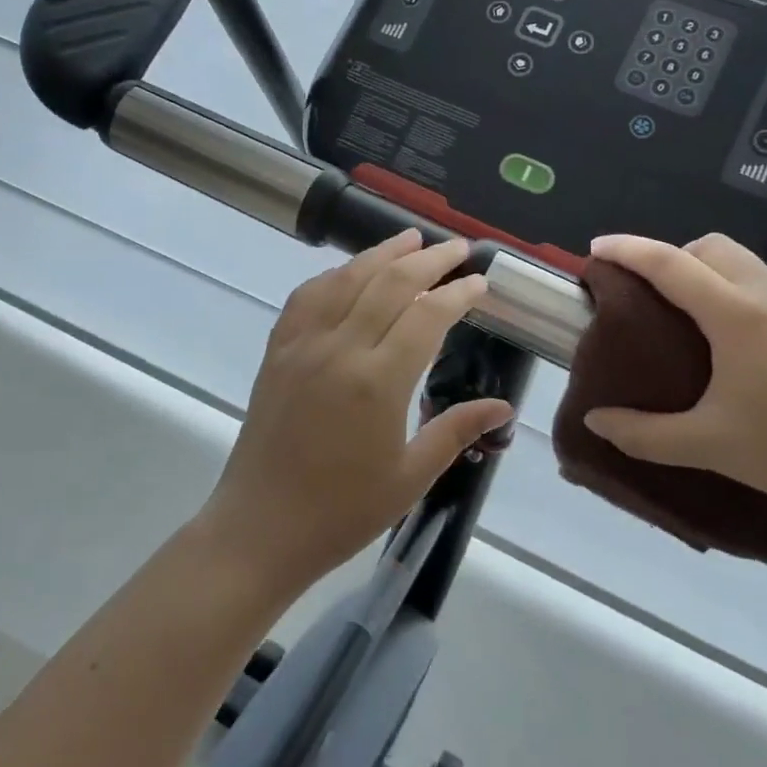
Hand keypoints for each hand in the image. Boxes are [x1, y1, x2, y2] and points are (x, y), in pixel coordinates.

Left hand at [198, 231, 512, 589]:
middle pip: (390, 283)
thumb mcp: (410, 477)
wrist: (261, 528)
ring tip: (410, 238)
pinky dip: (334, 275)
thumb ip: (457, 431)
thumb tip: (504, 408)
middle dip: (429, 260)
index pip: (427, 316)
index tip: (480, 282)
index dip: (458, 294)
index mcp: (378, 382)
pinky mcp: (277, 351)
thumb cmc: (342, 510)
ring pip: (346, 279)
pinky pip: (306, 297)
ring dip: (382, 254)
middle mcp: (340, 350)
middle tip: (458, 248)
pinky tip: (350, 272)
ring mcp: (302, 346)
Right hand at [581, 232, 766, 520]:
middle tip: (649, 295)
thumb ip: (643, 434)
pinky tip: (747, 339)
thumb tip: (595, 423)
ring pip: (746, 261)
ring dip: (710, 272)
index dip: (628, 250)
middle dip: (671, 256)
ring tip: (696, 319)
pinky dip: (743, 289)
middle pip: (710, 247)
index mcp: (737, 314)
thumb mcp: (709, 446)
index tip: (597, 247)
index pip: (669, 263)